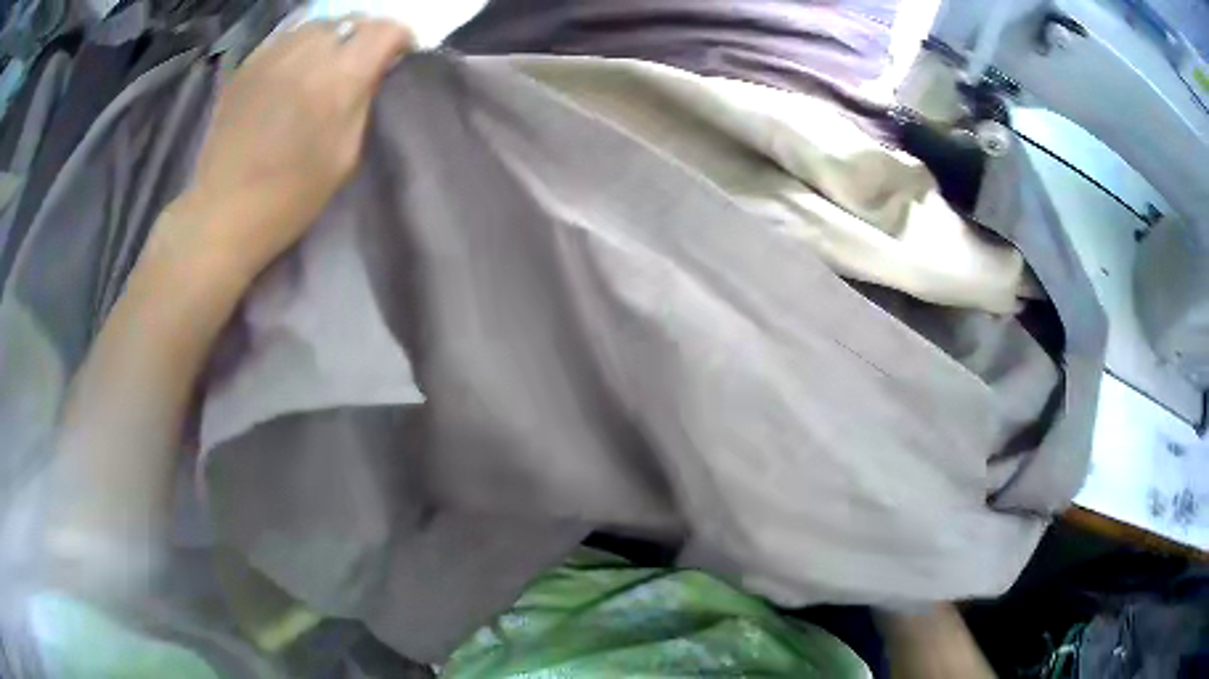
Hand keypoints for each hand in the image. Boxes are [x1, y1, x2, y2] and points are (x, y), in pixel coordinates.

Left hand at [171, 18, 412, 279]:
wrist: (223, 212)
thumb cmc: (291, 197)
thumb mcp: (346, 156)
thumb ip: (365, 101)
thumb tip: (376, 69)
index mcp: (339, 78)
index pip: (385, 30)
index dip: (399, 40)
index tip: (396, 59)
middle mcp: (308, 53)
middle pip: (351, 21)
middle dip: (363, 38)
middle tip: (357, 66)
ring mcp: (273, 54)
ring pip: (317, 25)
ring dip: (330, 40)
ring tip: (322, 68)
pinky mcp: (248, 64)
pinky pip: (286, 38)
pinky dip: (298, 48)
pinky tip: (291, 75)